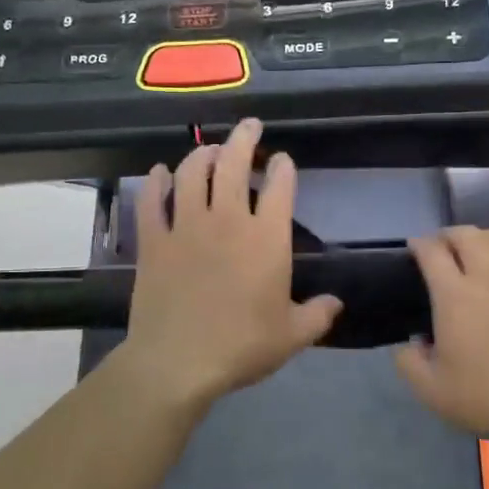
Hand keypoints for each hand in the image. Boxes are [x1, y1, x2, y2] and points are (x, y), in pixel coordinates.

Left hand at [121, 118, 341, 411]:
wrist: (178, 362)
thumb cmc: (242, 346)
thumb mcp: (292, 336)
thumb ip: (318, 315)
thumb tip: (336, 303)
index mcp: (266, 239)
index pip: (280, 188)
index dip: (283, 168)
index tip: (283, 160)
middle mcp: (227, 221)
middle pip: (234, 165)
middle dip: (244, 139)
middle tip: (250, 126)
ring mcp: (186, 227)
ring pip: (192, 174)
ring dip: (202, 154)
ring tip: (210, 149)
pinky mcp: (153, 241)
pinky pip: (152, 201)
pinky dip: (156, 182)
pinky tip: (160, 172)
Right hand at [395, 228, 488, 451]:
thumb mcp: (432, 392)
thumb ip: (408, 363)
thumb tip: (409, 341)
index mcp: (454, 296)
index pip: (431, 252)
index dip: (419, 244)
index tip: (415, 248)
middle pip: (466, 235)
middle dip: (448, 235)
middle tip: (444, 247)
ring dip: (483, 238)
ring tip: (479, 250)